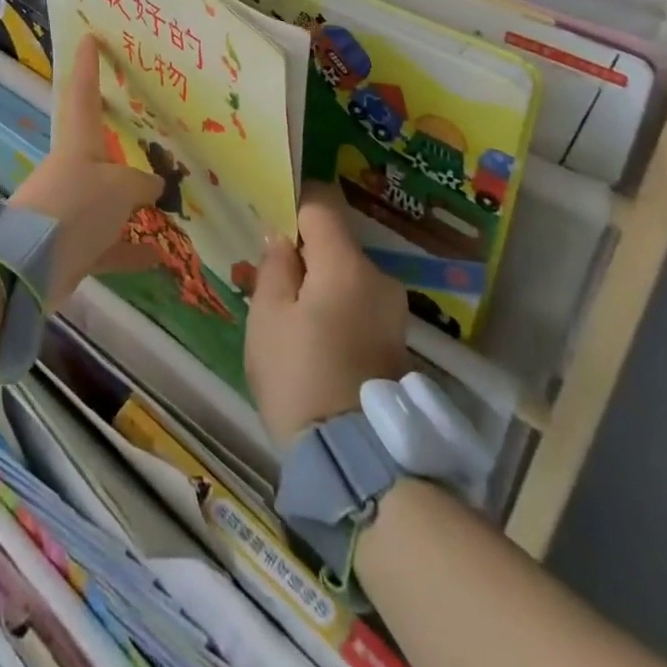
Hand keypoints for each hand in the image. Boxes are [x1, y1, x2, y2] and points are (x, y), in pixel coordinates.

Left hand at [9, 36, 160, 305]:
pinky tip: (158, 257)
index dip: (87, 65)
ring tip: (166, 206)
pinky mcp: (71, 245)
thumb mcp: (119, 188)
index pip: (82, 92)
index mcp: (79, 142)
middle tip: (146, 132)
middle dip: (120, 142)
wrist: (28, 265)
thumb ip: (141, 184)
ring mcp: (70, 208)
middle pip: (98, 148)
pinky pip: (107, 243)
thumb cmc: (76, 205)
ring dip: (133, 206)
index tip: (90, 38)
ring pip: (106, 200)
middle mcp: (73, 169)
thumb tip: (154, 187)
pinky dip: (130, 249)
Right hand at [245, 182, 410, 444]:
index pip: (322, 205)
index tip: (272, 220)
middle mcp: (379, 278)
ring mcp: (394, 312)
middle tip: (273, 282)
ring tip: (293, 318)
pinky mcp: (398, 342)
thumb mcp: (268, 317)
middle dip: (306, 253)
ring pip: (348, 276)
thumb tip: (283, 238)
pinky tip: (318, 341)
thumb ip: (275, 267)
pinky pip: (360, 305)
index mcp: (346, 264)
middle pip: (336, 243)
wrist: (356, 462)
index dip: (294, 204)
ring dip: (322, 284)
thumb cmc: (299, 377)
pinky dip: (339, 309)